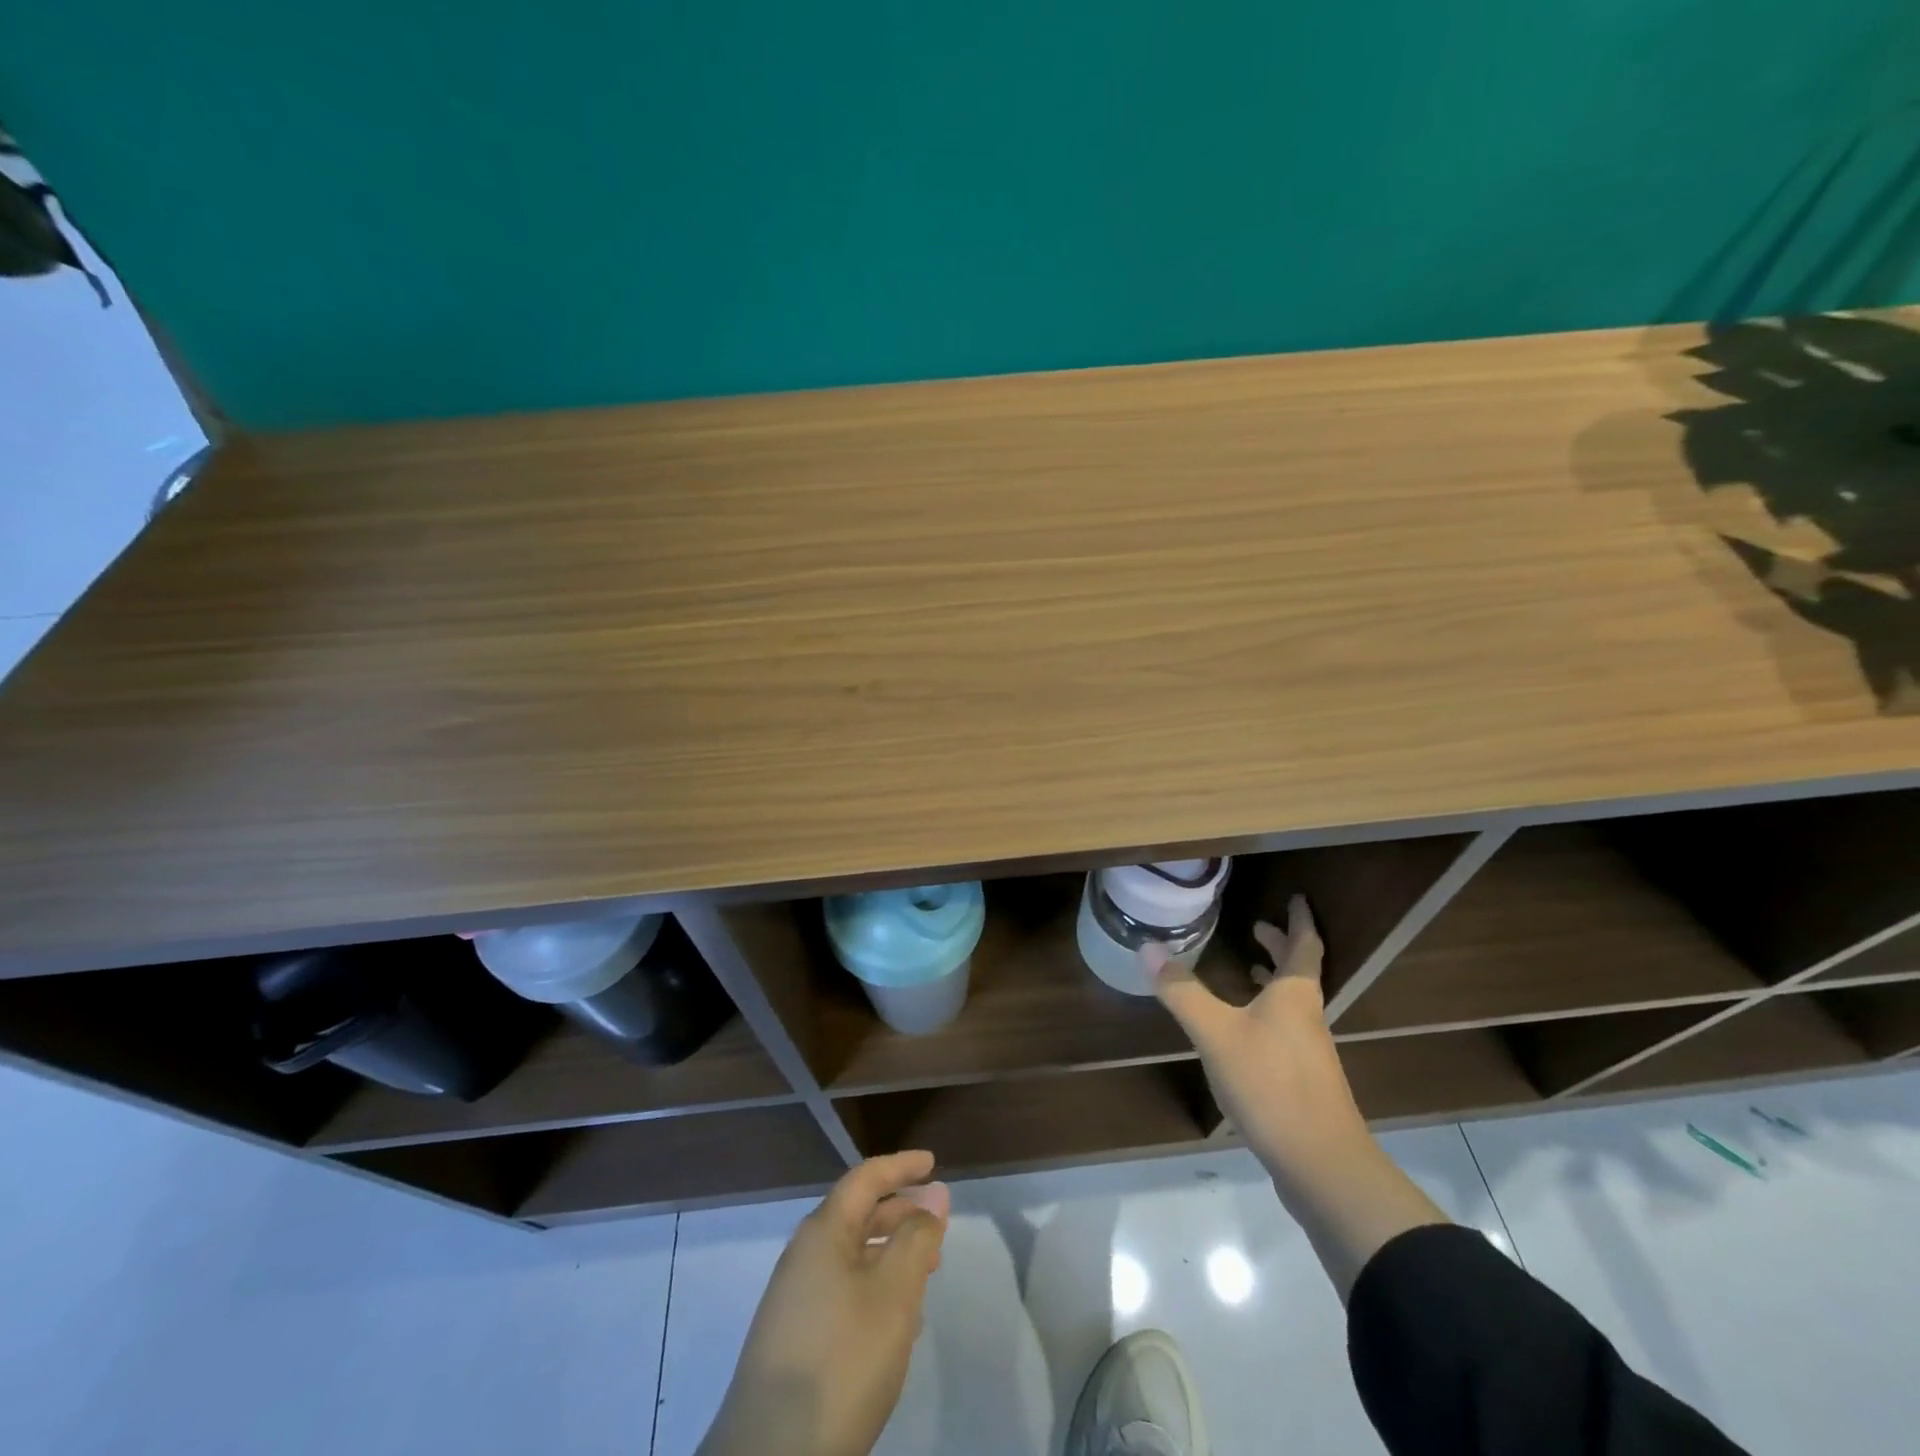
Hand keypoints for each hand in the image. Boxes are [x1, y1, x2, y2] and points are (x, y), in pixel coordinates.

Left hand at [699, 1152, 950, 1455]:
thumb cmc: (841, 1359)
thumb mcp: (894, 1294)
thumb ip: (916, 1240)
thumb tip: (932, 1198)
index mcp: (822, 1232)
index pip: (865, 1179)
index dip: (900, 1167)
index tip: (933, 1163)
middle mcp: (804, 1255)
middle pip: (857, 1215)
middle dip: (900, 1212)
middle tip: (938, 1223)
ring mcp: (794, 1299)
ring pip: (851, 1256)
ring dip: (890, 1253)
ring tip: (927, 1270)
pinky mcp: (793, 1339)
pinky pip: (842, 1290)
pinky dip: (874, 1286)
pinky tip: (898, 1320)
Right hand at [1143, 895, 1367, 1171]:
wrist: (1321, 1166)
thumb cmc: (1271, 1086)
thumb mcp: (1216, 1033)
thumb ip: (1181, 991)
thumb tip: (1147, 947)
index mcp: (1294, 996)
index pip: (1303, 945)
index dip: (1298, 920)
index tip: (1295, 897)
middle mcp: (1307, 1018)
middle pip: (1299, 973)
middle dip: (1280, 947)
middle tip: (1258, 927)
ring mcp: (1310, 1053)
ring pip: (1292, 1004)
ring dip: (1273, 981)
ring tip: (1248, 971)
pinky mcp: (1305, 1084)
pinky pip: (1286, 1031)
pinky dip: (1267, 1015)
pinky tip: (1244, 1035)